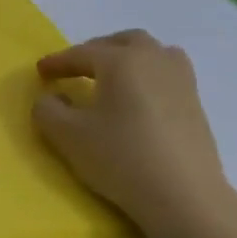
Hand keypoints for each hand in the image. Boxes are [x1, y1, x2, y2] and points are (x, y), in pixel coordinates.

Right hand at [32, 30, 236, 237]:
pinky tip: (138, 100)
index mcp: (122, 61)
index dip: (58, 62)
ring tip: (111, 78)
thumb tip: (51, 97)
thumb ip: (48, 110)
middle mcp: (154, 59)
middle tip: (77, 69)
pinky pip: (167, 74)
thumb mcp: (68, 136)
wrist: (183, 195)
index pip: (82, 53)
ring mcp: (181, 80)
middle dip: (97, 51)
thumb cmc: (121, 158)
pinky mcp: (196, 103)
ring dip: (128, 58)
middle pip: (124, 41)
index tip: (40, 71)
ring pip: (152, 53)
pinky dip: (147, 76)